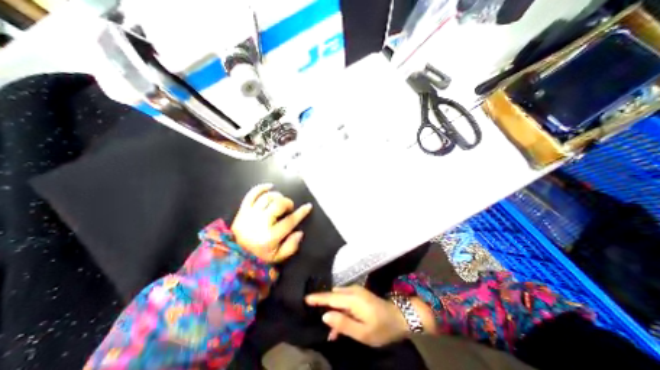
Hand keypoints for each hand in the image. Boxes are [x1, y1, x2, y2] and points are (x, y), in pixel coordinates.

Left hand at [230, 184, 312, 261]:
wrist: (233, 256)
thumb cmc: (258, 256)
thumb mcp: (278, 257)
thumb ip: (291, 246)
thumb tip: (300, 232)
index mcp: (270, 236)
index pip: (290, 220)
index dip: (301, 212)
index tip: (308, 206)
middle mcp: (261, 222)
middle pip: (278, 204)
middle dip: (288, 203)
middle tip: (289, 208)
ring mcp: (250, 215)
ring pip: (267, 197)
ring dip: (277, 196)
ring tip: (280, 201)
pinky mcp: (242, 210)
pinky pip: (251, 194)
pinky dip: (261, 188)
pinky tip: (270, 186)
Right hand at [306, 286, 410, 346]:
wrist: (399, 317)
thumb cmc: (381, 327)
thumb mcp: (362, 332)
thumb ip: (343, 323)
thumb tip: (324, 316)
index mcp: (352, 299)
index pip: (330, 297)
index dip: (317, 298)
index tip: (305, 298)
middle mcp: (352, 291)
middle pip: (333, 296)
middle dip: (324, 305)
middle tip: (315, 318)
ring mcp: (356, 291)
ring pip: (338, 298)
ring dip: (333, 310)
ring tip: (332, 331)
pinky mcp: (359, 294)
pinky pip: (344, 299)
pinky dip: (340, 309)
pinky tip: (340, 325)